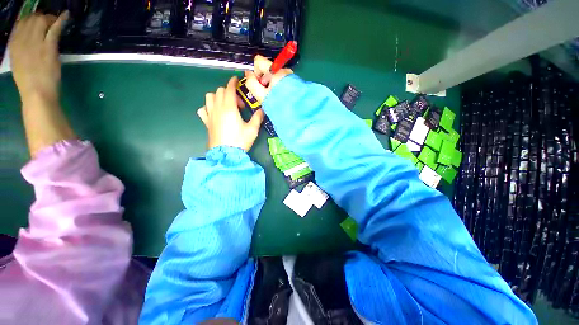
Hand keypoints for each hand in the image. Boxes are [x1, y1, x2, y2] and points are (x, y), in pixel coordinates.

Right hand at [9, 12, 67, 102]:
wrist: (36, 93)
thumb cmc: (29, 82)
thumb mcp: (18, 62)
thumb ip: (21, 49)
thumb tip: (28, 38)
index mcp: (13, 44)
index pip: (20, 23)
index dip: (30, 19)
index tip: (37, 20)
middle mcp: (22, 40)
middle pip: (31, 19)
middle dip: (41, 16)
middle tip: (49, 20)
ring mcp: (35, 42)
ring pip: (42, 21)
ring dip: (50, 18)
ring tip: (55, 20)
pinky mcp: (48, 47)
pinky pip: (55, 29)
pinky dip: (61, 20)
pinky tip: (66, 15)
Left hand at [197, 76, 263, 151]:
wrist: (226, 154)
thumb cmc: (240, 141)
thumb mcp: (252, 130)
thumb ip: (258, 118)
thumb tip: (262, 110)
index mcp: (229, 108)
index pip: (229, 89)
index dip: (233, 82)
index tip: (236, 79)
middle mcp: (218, 108)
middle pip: (220, 91)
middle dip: (229, 92)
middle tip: (239, 104)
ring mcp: (210, 115)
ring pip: (209, 97)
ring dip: (218, 96)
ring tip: (226, 105)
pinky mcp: (206, 122)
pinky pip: (203, 109)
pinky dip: (208, 107)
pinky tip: (214, 113)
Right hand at [244, 55, 292, 102]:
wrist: (299, 113)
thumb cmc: (280, 105)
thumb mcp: (262, 96)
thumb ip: (252, 84)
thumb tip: (248, 74)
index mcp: (275, 70)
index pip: (258, 60)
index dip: (255, 72)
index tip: (259, 85)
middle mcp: (283, 69)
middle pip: (267, 69)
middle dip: (264, 81)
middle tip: (266, 94)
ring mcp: (290, 75)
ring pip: (274, 76)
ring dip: (271, 86)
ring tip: (274, 98)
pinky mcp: (294, 82)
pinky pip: (281, 81)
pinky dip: (278, 88)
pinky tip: (280, 97)